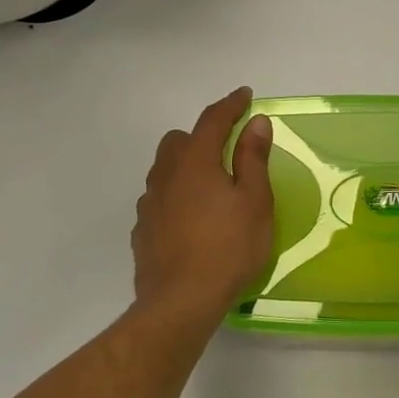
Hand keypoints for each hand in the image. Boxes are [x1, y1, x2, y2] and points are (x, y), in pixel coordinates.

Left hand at [132, 87, 274, 324]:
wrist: (180, 302)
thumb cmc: (229, 248)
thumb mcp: (255, 202)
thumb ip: (253, 159)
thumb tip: (256, 123)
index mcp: (195, 162)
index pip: (212, 120)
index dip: (231, 105)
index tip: (245, 95)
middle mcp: (166, 175)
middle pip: (178, 141)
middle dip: (202, 137)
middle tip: (227, 150)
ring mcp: (149, 204)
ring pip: (164, 170)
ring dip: (186, 167)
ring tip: (210, 187)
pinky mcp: (142, 231)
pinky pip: (159, 199)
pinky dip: (176, 196)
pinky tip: (192, 219)